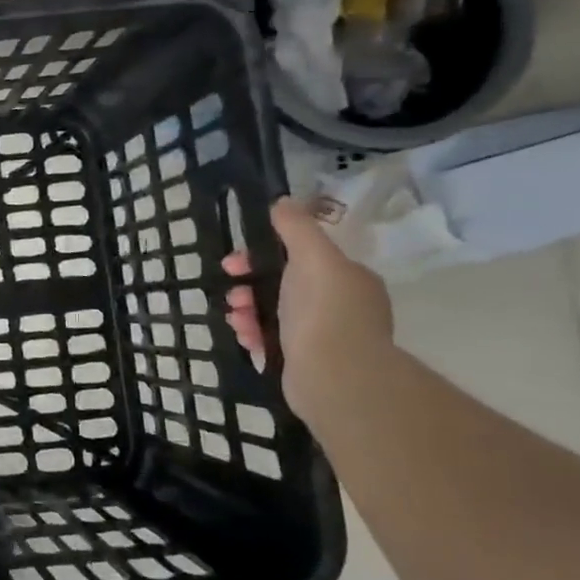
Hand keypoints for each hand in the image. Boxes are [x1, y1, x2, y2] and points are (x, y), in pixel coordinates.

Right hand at [222, 196, 393, 422]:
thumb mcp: (312, 257)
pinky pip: (272, 340)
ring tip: (235, 318)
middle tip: (231, 294)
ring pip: (273, 313)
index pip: (300, 256)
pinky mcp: (307, 362)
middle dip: (250, 285)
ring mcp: (325, 336)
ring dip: (247, 310)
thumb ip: (296, 228)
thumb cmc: (324, 311)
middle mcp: (341, 305)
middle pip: (283, 285)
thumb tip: (283, 202)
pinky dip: (254, 335)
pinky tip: (244, 337)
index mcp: (348, 278)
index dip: (262, 254)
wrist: (334, 376)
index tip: (235, 262)